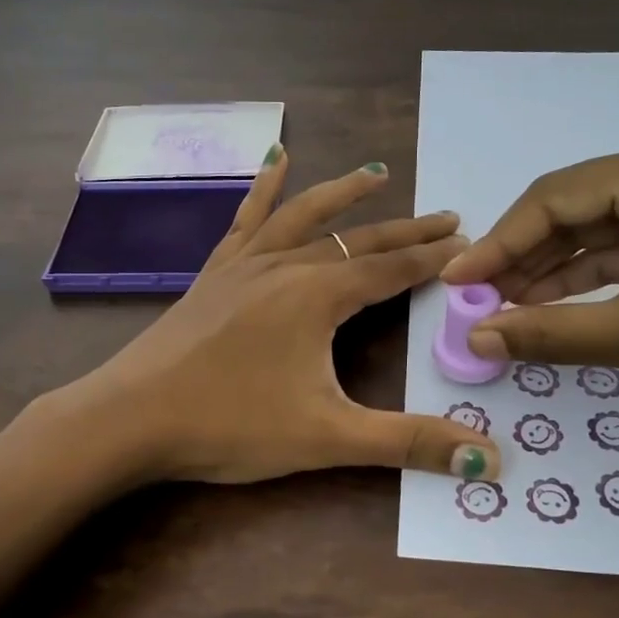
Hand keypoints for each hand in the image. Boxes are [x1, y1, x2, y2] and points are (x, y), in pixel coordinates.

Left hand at [64, 150, 500, 485]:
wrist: (129, 418)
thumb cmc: (229, 425)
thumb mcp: (327, 437)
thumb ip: (406, 443)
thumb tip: (488, 458)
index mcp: (317, 296)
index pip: (391, 269)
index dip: (433, 258)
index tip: (468, 243)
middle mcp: (285, 267)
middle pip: (358, 240)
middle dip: (406, 229)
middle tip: (447, 216)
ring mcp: (244, 266)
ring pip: (304, 217)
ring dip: (344, 195)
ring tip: (376, 173)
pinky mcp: (214, 274)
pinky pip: (246, 221)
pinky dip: (265, 188)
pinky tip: (275, 159)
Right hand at [439, 134, 618, 422]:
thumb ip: (551, 333)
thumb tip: (474, 339)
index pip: (554, 199)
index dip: (497, 244)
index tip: (455, 283)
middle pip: (571, 213)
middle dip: (521, 261)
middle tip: (475, 305)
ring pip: (595, 237)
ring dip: (550, 275)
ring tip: (502, 313)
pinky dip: (587, 285)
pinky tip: (550, 311)